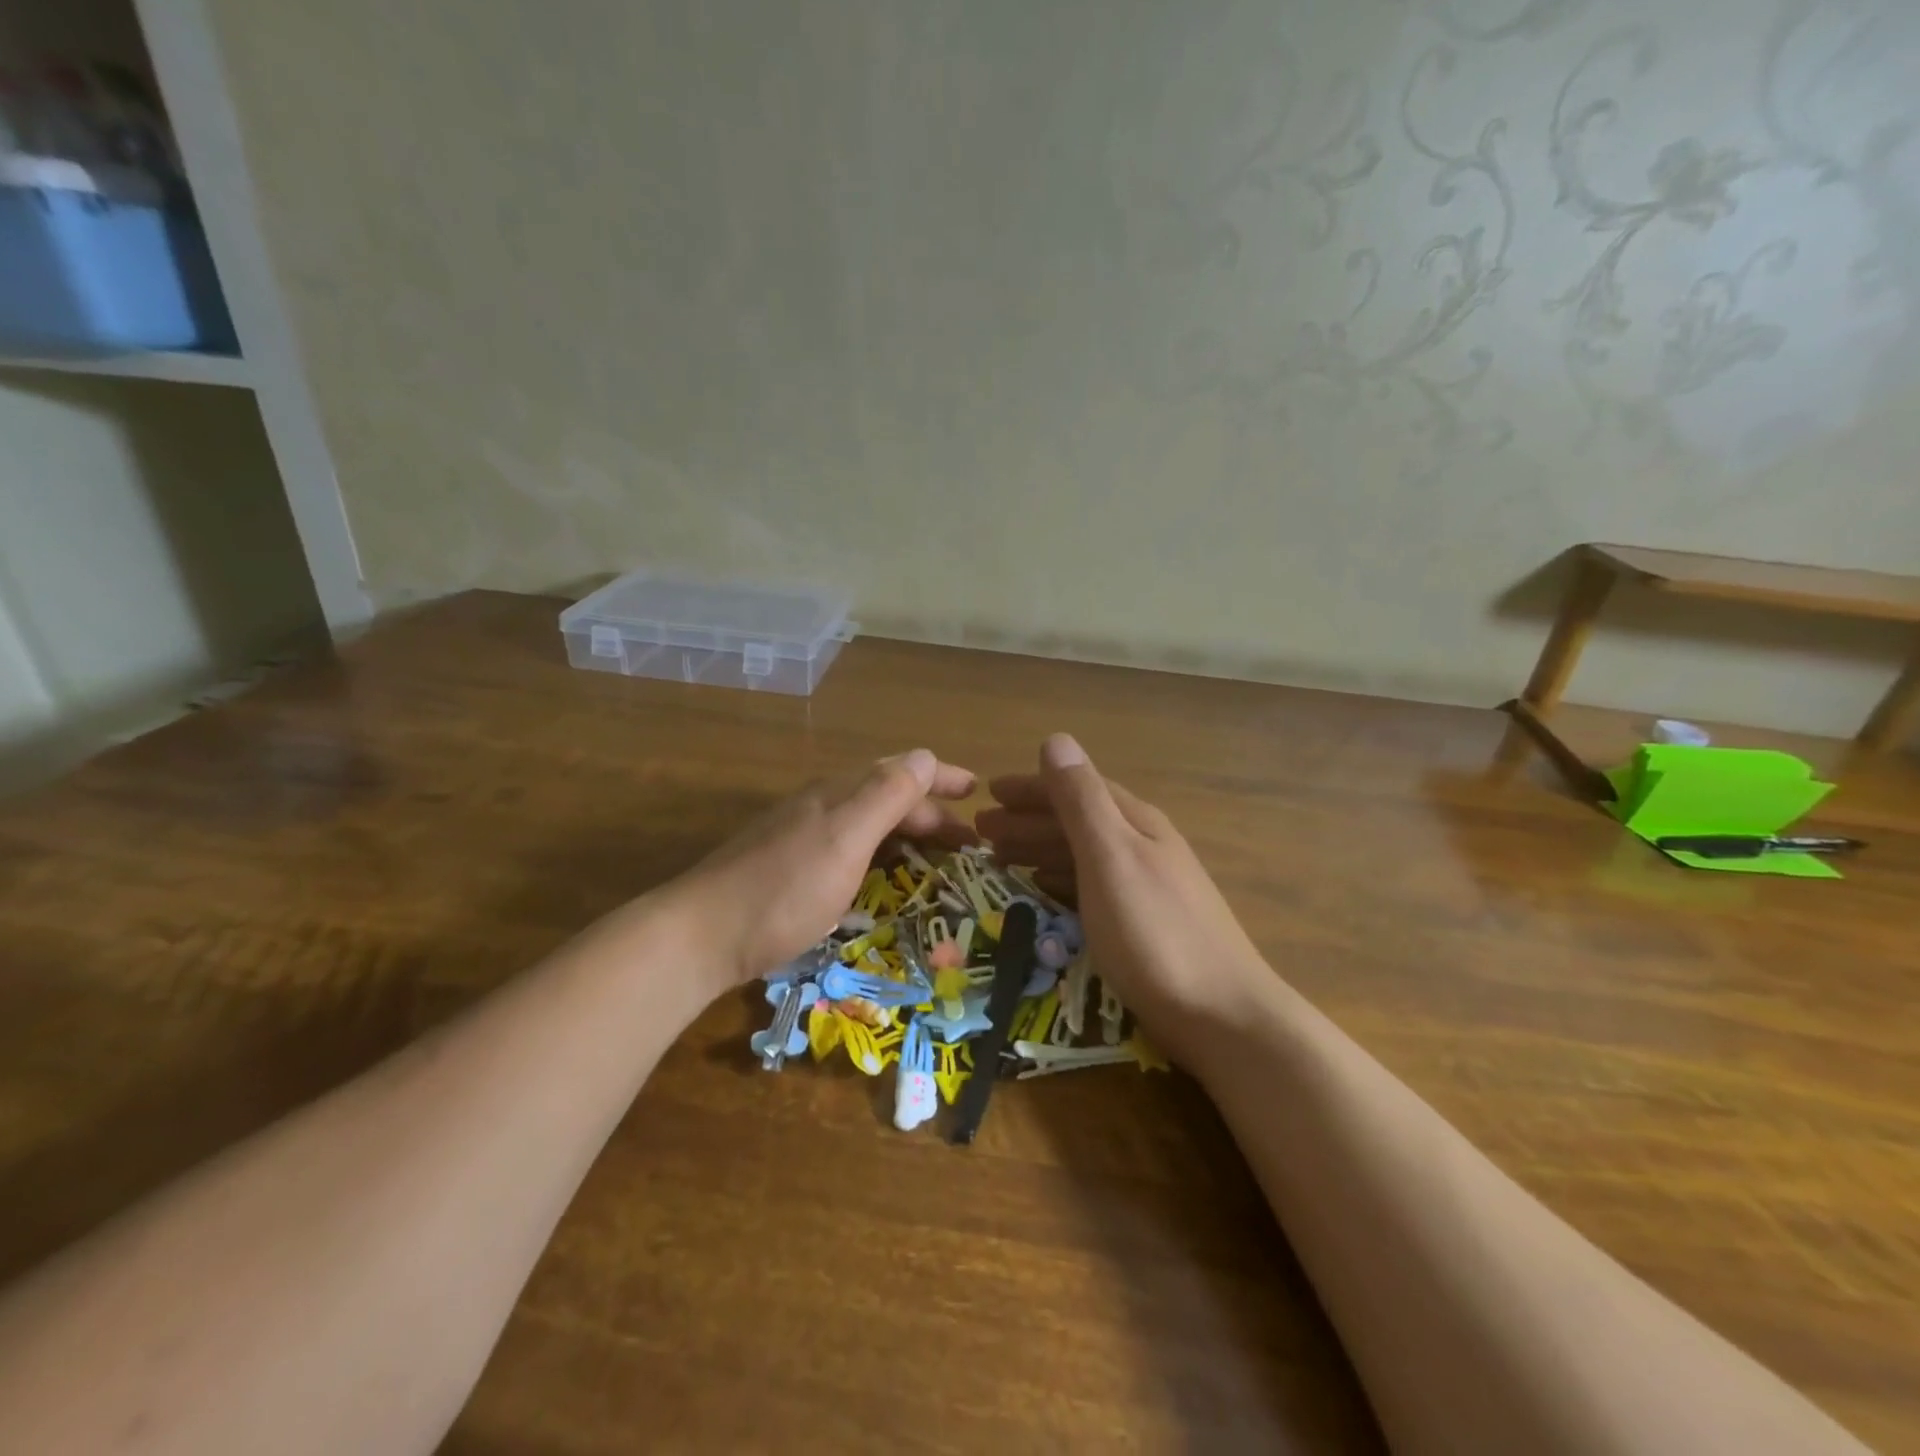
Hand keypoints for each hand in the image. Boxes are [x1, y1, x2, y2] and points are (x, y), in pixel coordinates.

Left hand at [666, 748, 975, 994]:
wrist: (701, 934)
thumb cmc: (783, 889)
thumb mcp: (844, 839)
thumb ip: (886, 796)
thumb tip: (925, 757)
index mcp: (839, 794)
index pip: (901, 771)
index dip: (940, 777)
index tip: (977, 791)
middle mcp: (822, 807)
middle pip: (887, 797)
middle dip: (931, 813)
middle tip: (968, 844)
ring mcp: (803, 837)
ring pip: (869, 824)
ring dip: (908, 835)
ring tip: (937, 860)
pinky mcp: (791, 869)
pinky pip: (851, 850)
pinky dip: (881, 856)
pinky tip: (883, 880)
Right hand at [976, 734, 1271, 1063]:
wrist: (1222, 1016)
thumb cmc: (1154, 933)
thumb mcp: (1110, 857)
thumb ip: (1081, 800)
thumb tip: (1055, 739)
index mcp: (1134, 822)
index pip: (1075, 788)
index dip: (1030, 788)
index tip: (988, 793)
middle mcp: (1142, 845)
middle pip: (1076, 820)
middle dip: (1027, 820)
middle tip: (981, 831)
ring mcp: (1146, 885)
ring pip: (1082, 853)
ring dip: (1039, 848)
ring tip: (1000, 858)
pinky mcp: (1144, 922)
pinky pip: (1089, 884)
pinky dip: (1059, 880)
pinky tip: (1044, 893)